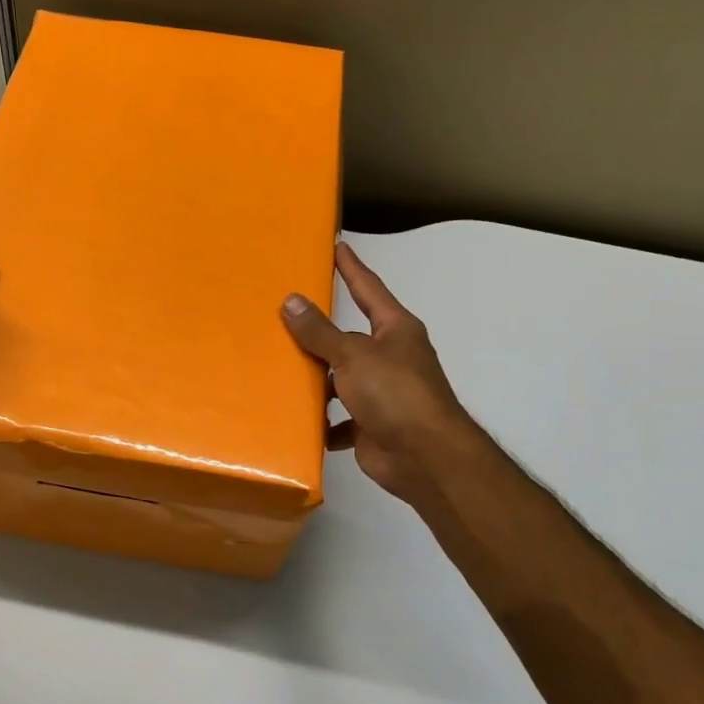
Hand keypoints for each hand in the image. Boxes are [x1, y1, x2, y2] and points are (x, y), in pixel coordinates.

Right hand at [281, 243, 475, 508]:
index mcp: (395, 330)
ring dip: (317, 382)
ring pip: (341, 380)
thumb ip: (320, 331)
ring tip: (279, 371)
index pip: (369, 290)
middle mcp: (391, 357)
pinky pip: (339, 419)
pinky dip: (323, 423)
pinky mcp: (371, 426)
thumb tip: (291, 301)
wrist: (424, 457)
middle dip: (320, 334)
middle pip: (348, 338)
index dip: (352, 268)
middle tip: (284, 315)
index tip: (338, 246)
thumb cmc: (395, 393)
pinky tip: (298, 421)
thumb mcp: (353, 355)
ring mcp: (382, 394)